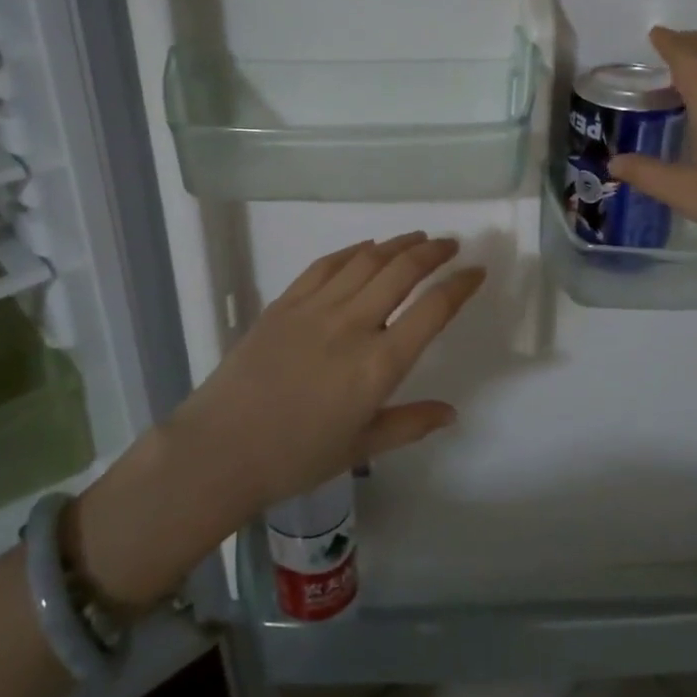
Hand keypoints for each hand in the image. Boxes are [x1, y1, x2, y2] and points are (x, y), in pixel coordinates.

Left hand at [173, 232, 483, 508]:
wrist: (220, 450)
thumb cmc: (295, 458)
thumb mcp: (360, 446)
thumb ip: (410, 424)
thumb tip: (451, 412)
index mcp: (378, 364)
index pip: (432, 310)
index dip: (460, 286)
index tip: (476, 272)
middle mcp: (353, 325)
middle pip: (402, 271)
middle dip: (433, 252)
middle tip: (451, 245)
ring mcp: (316, 308)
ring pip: (366, 260)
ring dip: (397, 244)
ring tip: (417, 239)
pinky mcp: (285, 303)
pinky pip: (326, 264)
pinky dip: (353, 250)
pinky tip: (366, 248)